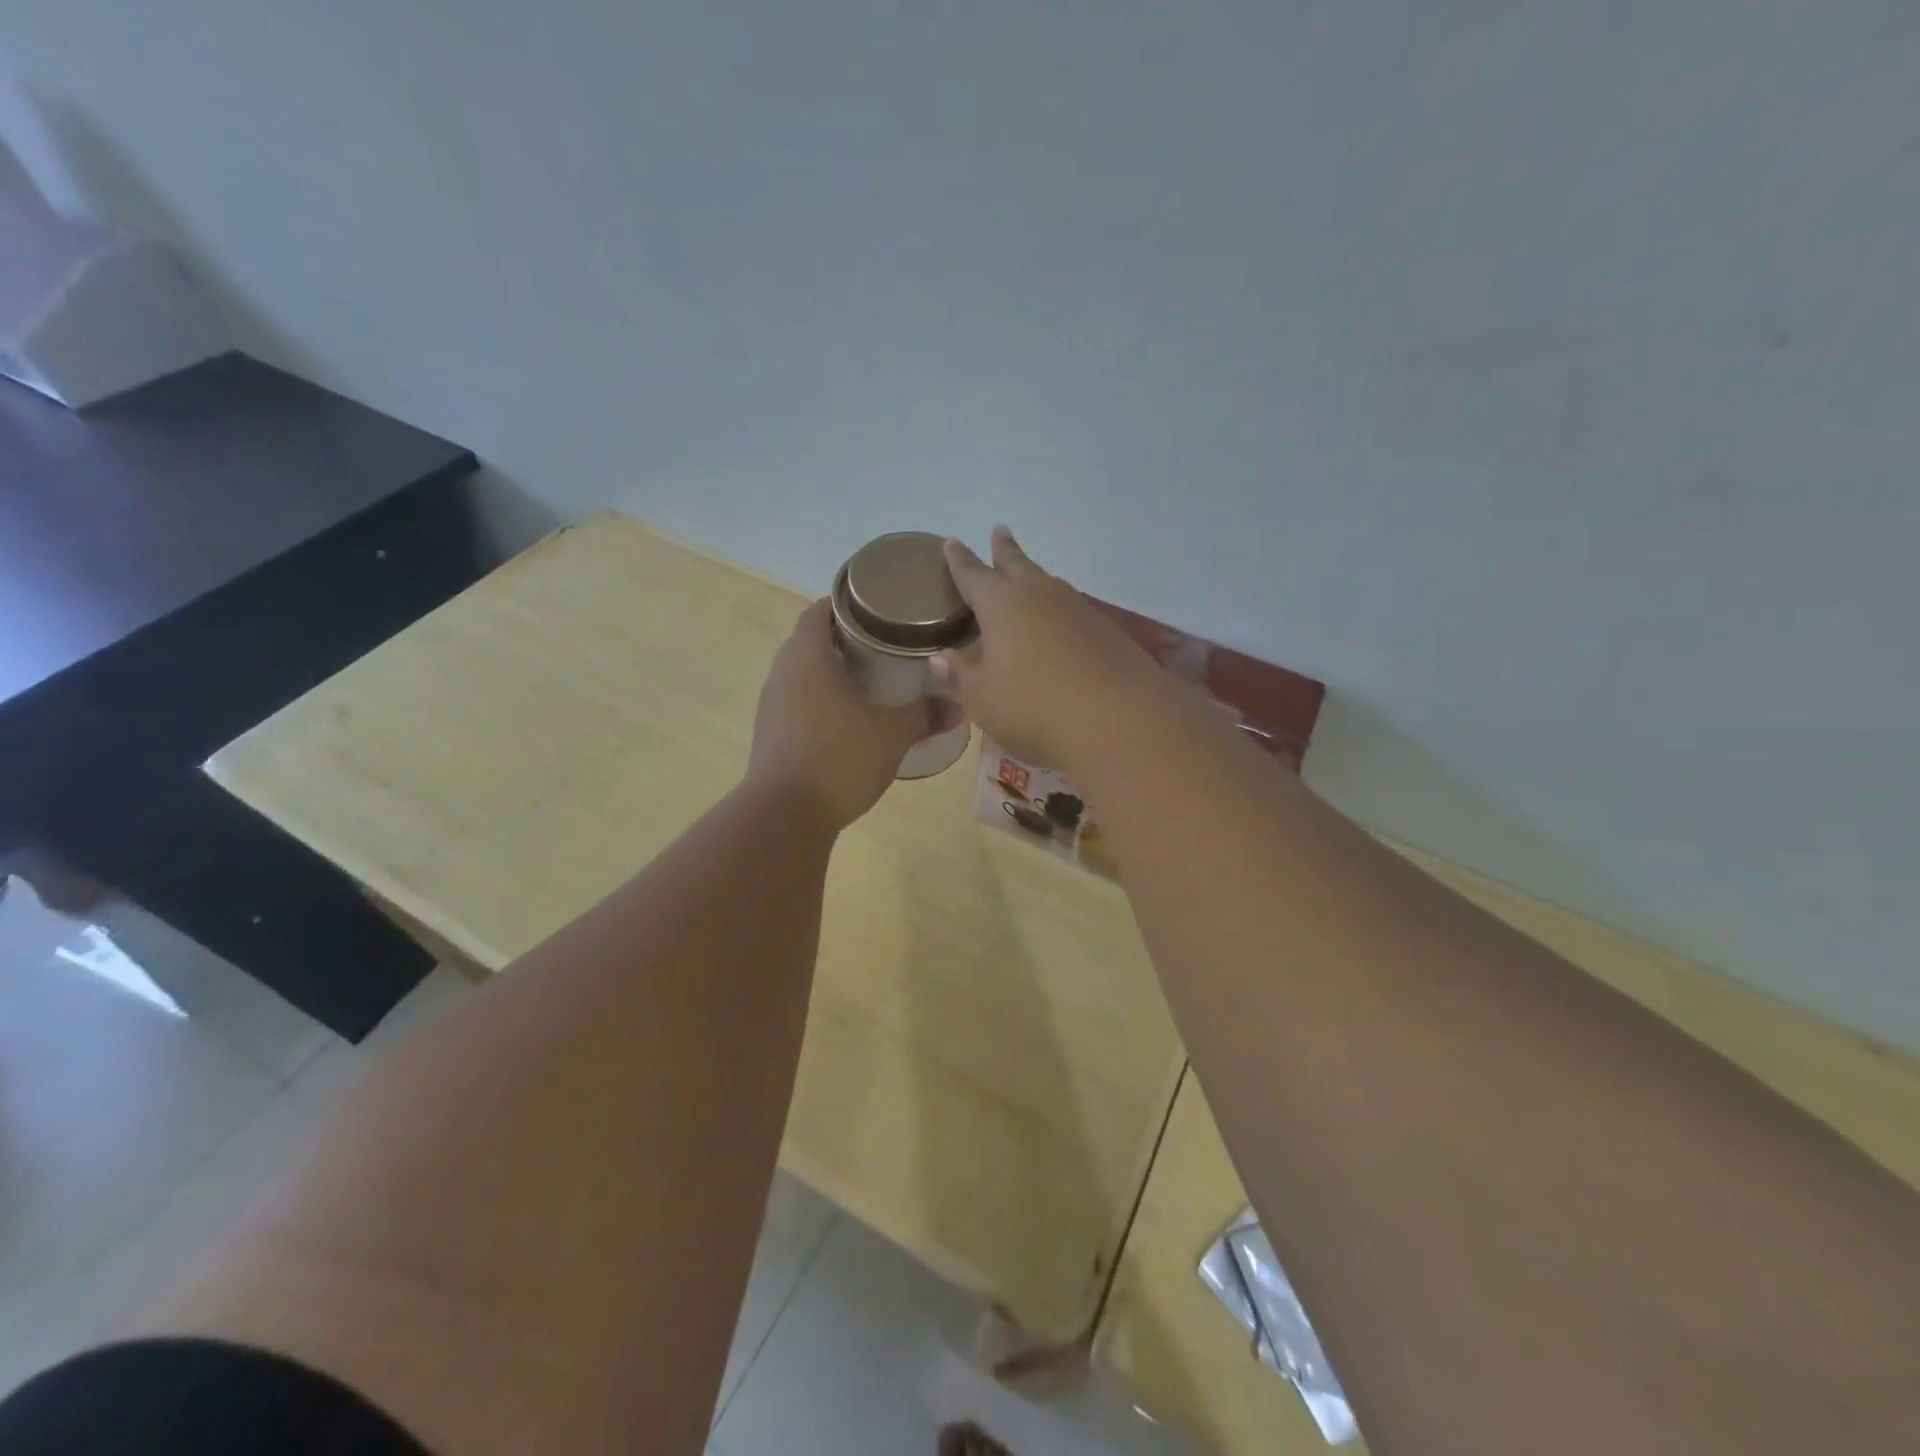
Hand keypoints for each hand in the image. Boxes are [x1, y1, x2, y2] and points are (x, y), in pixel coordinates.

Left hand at [747, 599, 934, 829]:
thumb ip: (925, 715)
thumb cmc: (839, 757)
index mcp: (807, 655)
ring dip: (831, 672)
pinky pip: (797, 701)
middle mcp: (782, 672)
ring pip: (803, 673)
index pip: (821, 610)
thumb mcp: (892, 735)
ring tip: (871, 680)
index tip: (879, 611)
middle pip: (811, 640)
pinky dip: (821, 700)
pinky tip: (848, 719)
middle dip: (845, 639)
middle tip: (885, 646)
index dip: (848, 604)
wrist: (785, 815)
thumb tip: (960, 706)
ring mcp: (771, 704)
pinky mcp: (770, 733)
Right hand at [933, 527, 1164, 771]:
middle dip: (1004, 550)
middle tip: (999, 530)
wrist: (1120, 719)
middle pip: (1017, 564)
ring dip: (1034, 576)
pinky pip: (1071, 610)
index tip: (951, 541)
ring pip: (1048, 583)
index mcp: (1002, 604)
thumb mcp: (983, 697)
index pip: (973, 575)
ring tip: (1026, 575)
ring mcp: (1078, 610)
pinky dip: (1057, 610)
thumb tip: (941, 658)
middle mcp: (1040, 595)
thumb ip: (961, 675)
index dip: (959, 560)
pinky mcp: (1106, 631)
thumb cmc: (1034, 706)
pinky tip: (1058, 623)